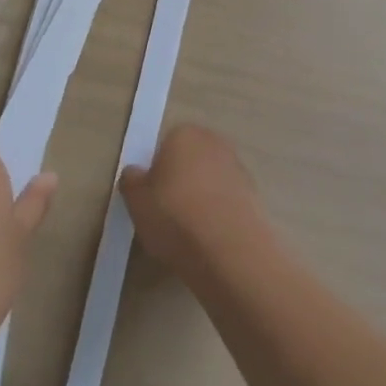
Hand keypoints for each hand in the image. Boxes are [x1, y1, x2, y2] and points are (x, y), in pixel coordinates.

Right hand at [119, 123, 268, 274]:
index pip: (165, 146)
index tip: (152, 199)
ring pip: (210, 180)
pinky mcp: (254, 194)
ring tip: (190, 233)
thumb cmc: (175, 217)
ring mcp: (238, 167)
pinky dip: (219, 213)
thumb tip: (136, 173)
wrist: (230, 251)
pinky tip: (211, 239)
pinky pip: (226, 200)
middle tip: (168, 215)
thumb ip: (131, 181)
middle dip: (181, 181)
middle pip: (190, 160)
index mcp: (185, 134)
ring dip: (201, 198)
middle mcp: (214, 142)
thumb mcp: (136, 201)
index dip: (156, 172)